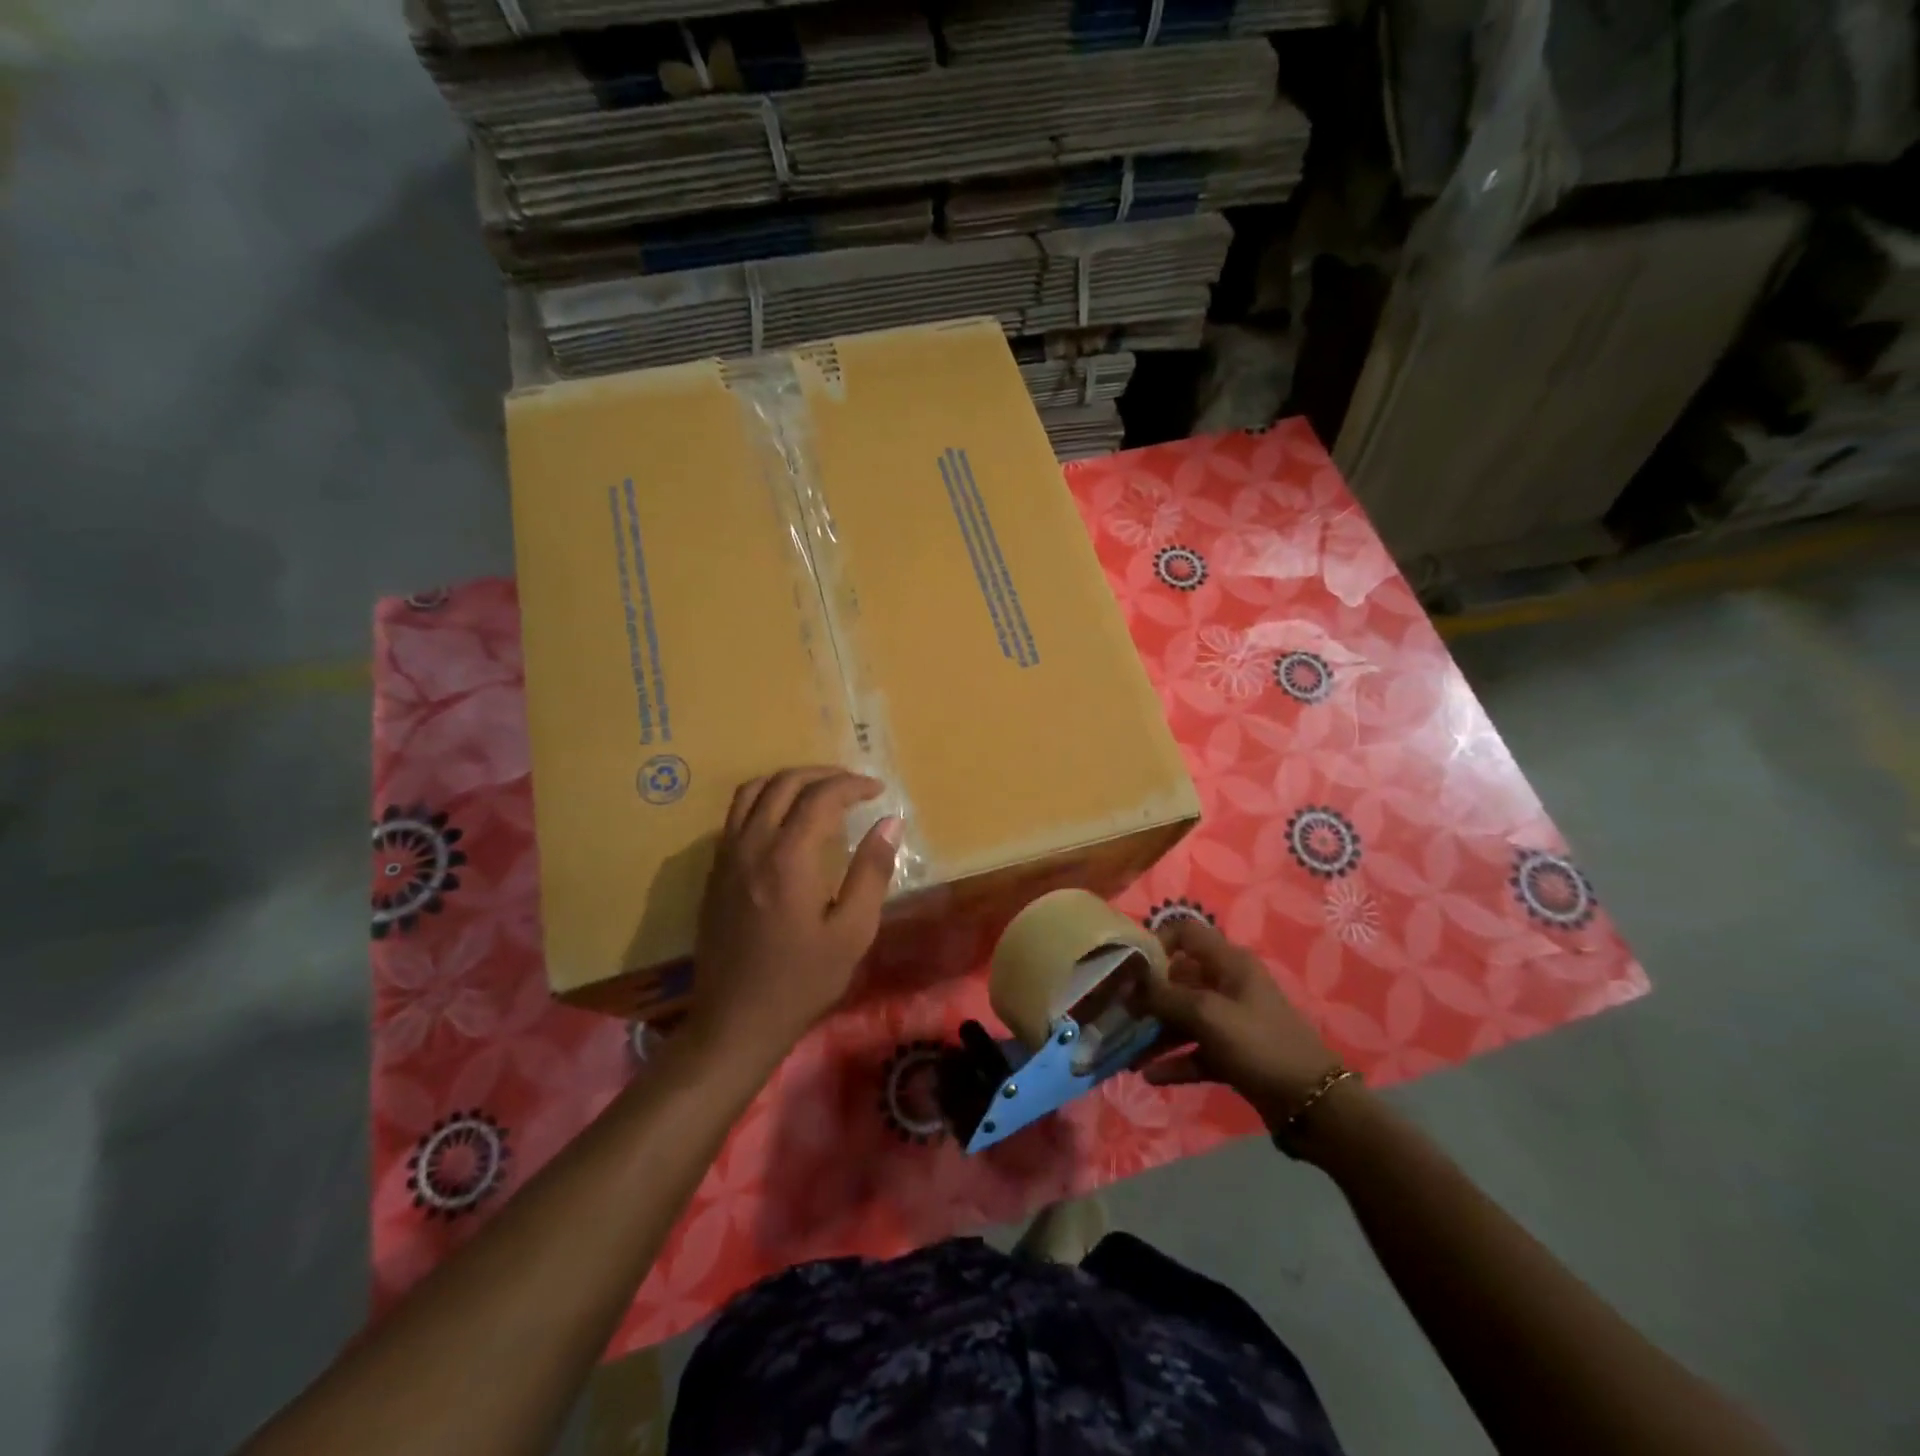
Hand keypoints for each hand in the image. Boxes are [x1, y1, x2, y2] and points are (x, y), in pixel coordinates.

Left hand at [690, 767, 901, 1072]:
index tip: (878, 791)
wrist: (736, 1020)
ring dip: (789, 780)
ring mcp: (726, 856)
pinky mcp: (715, 871)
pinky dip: (764, 799)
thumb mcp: (852, 932)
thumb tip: (890, 823)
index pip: (821, 797)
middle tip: (853, 785)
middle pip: (784, 782)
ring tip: (819, 791)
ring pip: (752, 791)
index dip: (852, 785)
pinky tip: (785, 820)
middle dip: (823, 775)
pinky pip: (736, 814)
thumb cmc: (803, 980)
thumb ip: (872, 871)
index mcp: (788, 858)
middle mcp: (752, 845)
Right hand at [1129, 918, 1344, 1128]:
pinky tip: (1149, 1075)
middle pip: (1179, 979)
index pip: (1186, 933)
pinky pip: (1195, 1050)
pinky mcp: (1232, 1054)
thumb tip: (1129, 983)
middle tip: (1118, 1011)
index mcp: (1229, 963)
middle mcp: (1228, 985)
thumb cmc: (1259, 1044)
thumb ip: (1164, 996)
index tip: (1130, 966)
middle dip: (1148, 995)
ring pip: (1184, 1018)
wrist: (1313, 1105)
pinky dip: (1174, 1061)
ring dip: (1156, 1032)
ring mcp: (1231, 1021)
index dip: (1157, 943)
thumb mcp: (1207, 1014)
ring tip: (1127, 1050)